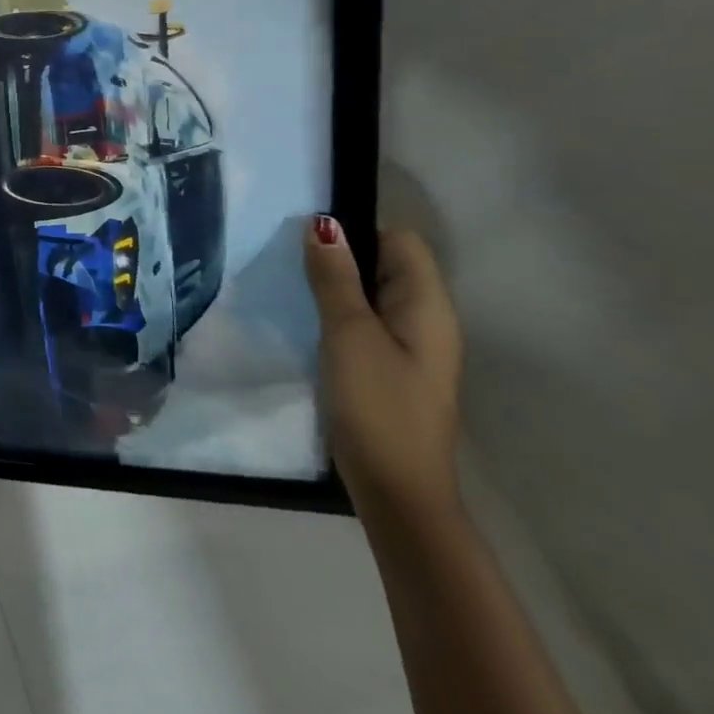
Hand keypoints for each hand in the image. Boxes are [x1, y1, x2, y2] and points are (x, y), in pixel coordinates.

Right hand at [304, 217, 463, 527]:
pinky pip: (361, 320)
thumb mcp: (349, 334)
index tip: (307, 233)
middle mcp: (423, 319)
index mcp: (427, 306)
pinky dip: (334, 310)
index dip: (358, 229)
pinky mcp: (385, 366)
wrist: (396, 490)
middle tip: (286, 253)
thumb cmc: (378, 405)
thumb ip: (335, 278)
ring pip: (368, 292)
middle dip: (339, 253)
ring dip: (332, 283)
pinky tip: (302, 317)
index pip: (400, 241)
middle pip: (384, 263)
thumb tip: (323, 223)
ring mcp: (406, 345)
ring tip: (286, 279)